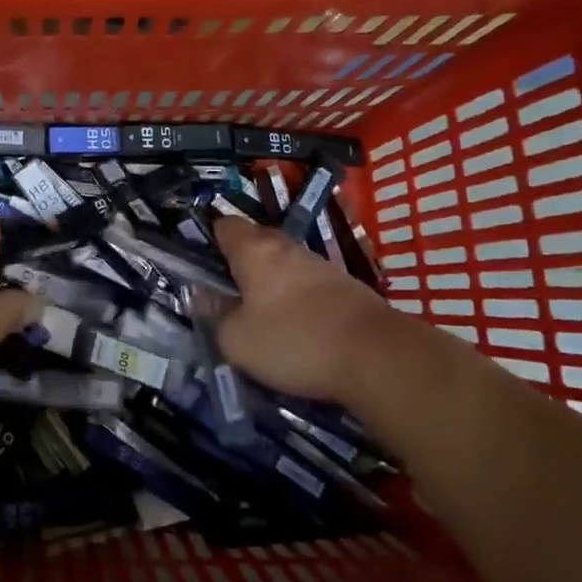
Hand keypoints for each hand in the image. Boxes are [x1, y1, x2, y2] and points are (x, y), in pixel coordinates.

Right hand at [213, 216, 395, 402]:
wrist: (380, 357)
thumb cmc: (296, 341)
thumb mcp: (237, 341)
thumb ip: (214, 315)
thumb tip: (203, 296)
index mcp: (253, 250)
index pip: (223, 224)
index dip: (208, 239)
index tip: (201, 265)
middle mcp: (286, 246)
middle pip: (254, 242)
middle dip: (239, 263)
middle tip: (228, 295)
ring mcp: (320, 264)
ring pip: (283, 263)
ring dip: (271, 282)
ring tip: (262, 315)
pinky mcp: (346, 286)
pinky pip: (308, 283)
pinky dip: (297, 298)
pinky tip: (297, 327)